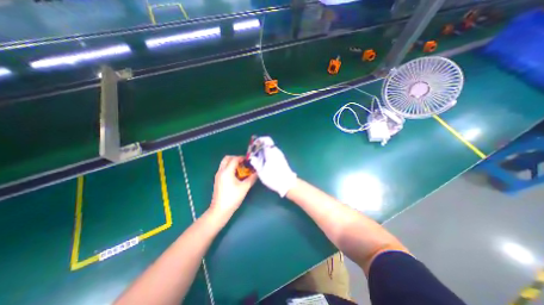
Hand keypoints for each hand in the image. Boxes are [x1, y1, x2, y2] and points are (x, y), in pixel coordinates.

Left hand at [210, 154, 257, 215]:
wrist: (220, 210)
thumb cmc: (232, 198)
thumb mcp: (244, 188)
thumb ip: (252, 178)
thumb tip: (257, 172)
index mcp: (227, 172)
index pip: (234, 159)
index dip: (242, 158)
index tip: (249, 160)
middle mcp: (221, 171)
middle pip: (227, 158)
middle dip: (236, 158)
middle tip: (244, 163)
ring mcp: (218, 176)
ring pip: (224, 164)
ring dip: (232, 163)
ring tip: (241, 168)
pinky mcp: (218, 180)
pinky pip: (224, 169)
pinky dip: (230, 168)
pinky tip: (237, 175)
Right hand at [249, 136, 296, 197]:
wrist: (288, 183)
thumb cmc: (274, 177)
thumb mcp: (261, 172)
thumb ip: (256, 163)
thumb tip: (252, 158)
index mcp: (271, 152)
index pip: (266, 140)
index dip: (259, 140)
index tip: (253, 145)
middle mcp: (276, 151)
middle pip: (267, 144)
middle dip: (260, 147)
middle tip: (254, 154)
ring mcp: (280, 155)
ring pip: (270, 149)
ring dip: (263, 152)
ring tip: (257, 159)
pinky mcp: (282, 159)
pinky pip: (273, 153)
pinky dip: (268, 155)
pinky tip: (264, 163)